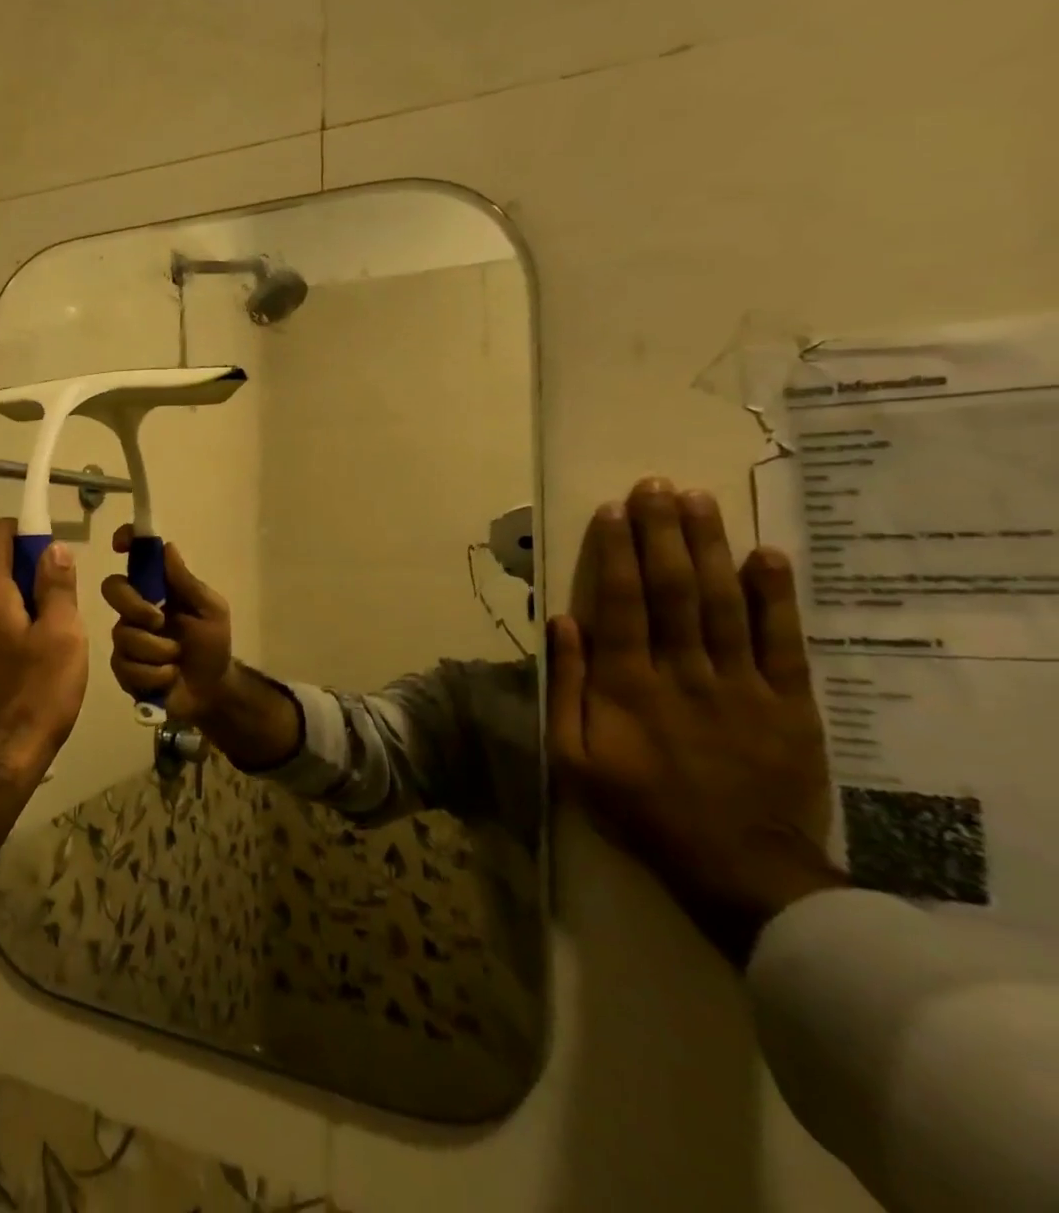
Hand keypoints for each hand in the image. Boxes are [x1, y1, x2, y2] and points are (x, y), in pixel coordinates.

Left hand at [0, 519, 88, 788]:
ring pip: (4, 605)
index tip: (50, 545)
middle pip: (0, 571)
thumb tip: (52, 548)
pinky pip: (1, 633)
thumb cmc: (37, 693)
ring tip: (64, 642)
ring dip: (34, 608)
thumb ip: (57, 587)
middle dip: (36, 575)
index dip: (20, 528)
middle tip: (70, 605)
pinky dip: (24, 633)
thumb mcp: (62, 635)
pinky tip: (47, 665)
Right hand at [101, 524, 234, 723]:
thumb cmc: (212, 644)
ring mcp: (126, 638)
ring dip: (157, 650)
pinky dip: (155, 674)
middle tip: (159, 621)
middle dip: (135, 606)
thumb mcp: (210, 610)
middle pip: (113, 589)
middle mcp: (135, 609)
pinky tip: (168, 677)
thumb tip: (167, 546)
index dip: (125, 543)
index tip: (120, 544)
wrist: (212, 690)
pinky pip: (127, 666)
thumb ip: (187, 582)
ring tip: (176, 660)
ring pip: (123, 634)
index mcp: (156, 590)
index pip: (135, 558)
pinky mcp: (123, 669)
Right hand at [549, 478, 846, 964]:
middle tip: (656, 486)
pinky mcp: (790, 703)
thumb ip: (565, 687)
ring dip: (711, 548)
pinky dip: (776, 598)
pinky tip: (768, 556)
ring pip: (725, 603)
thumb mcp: (573, 757)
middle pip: (674, 590)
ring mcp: (742, 685)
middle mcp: (684, 672)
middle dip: (663, 533)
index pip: (621, 603)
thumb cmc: (639, 808)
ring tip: (701, 501)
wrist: (738, 867)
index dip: (616, 553)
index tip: (613, 509)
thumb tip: (561, 623)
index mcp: (627, 685)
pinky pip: (784, 642)